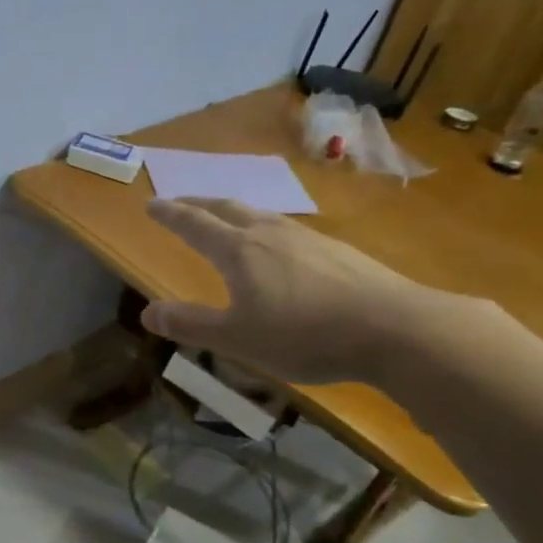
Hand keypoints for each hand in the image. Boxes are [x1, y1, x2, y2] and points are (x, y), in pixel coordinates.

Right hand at [142, 197, 444, 384]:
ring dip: (234, 213)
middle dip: (199, 204)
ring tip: (226, 220)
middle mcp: (269, 234)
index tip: (151, 204)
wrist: (395, 329)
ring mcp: (308, 239)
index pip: (194, 225)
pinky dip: (266, 229)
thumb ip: (190, 324)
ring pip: (261, 215)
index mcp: (239, 251)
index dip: (170, 214)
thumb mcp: (236, 339)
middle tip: (181, 203)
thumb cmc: (304, 335)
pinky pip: (288, 230)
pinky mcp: (338, 252)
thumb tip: (147, 311)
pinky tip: (280, 247)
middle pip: (227, 209)